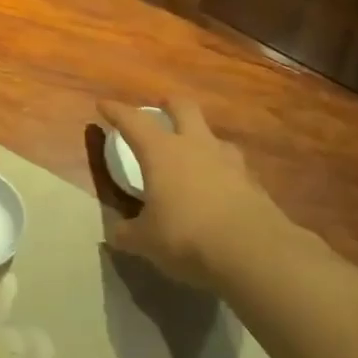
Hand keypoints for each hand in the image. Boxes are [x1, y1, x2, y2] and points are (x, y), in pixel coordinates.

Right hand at [100, 99, 297, 288]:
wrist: (254, 252)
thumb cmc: (187, 237)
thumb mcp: (146, 241)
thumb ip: (127, 233)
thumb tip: (115, 233)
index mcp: (161, 151)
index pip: (132, 121)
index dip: (116, 111)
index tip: (103, 105)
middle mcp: (195, 145)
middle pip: (183, 107)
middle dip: (169, 104)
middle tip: (161, 109)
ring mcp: (229, 161)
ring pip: (213, 135)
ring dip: (201, 138)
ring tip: (194, 153)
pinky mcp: (253, 183)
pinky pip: (233, 167)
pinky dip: (222, 171)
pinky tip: (220, 189)